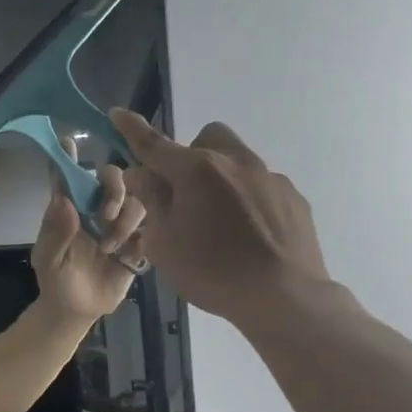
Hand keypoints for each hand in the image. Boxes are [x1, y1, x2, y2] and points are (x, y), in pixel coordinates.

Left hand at [31, 142, 147, 321]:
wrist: (78, 310)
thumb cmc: (56, 281)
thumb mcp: (49, 260)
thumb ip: (55, 233)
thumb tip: (64, 202)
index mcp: (69, 208)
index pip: (68, 175)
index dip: (68, 156)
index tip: (69, 140)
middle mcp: (95, 208)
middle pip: (113, 178)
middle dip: (115, 189)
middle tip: (106, 214)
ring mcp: (118, 224)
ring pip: (136, 200)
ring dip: (125, 220)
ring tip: (111, 248)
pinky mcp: (137, 241)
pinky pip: (151, 226)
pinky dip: (141, 237)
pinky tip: (128, 255)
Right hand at [110, 110, 332, 326]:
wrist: (284, 296)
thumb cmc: (213, 272)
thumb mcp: (165, 244)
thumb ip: (152, 202)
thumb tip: (141, 174)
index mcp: (196, 171)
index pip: (154, 144)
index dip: (132, 129)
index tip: (118, 115)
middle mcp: (235, 162)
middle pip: (207, 139)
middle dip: (191, 155)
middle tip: (185, 192)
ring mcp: (269, 177)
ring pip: (238, 161)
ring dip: (222, 178)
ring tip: (221, 221)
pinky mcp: (293, 197)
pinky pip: (262, 186)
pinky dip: (249, 200)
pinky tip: (250, 234)